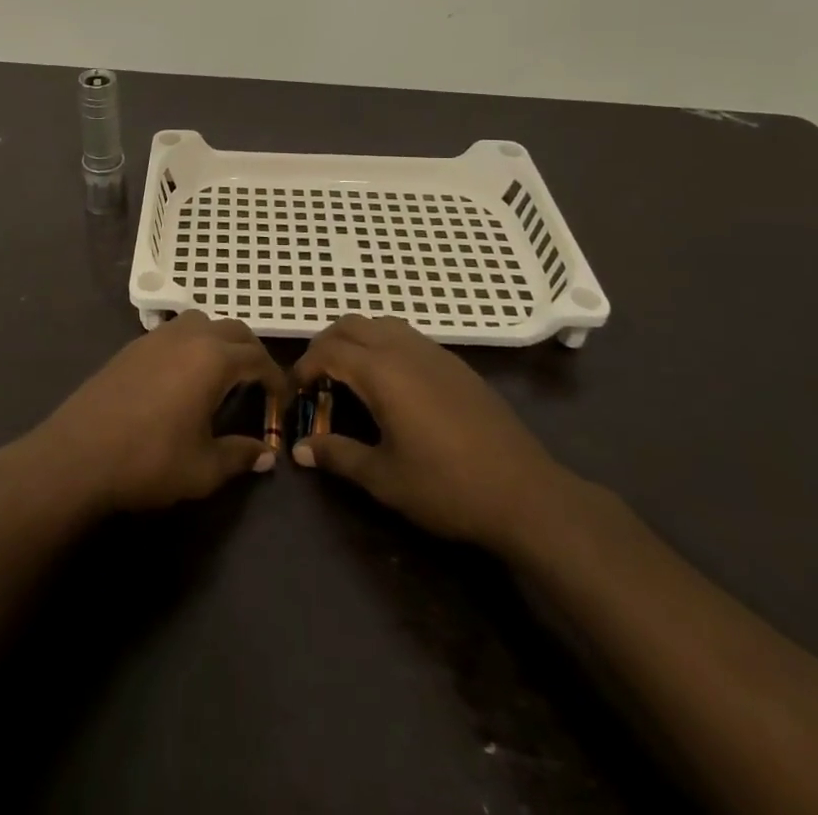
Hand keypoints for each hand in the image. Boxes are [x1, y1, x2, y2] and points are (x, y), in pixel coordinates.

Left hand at [15, 311, 288, 517]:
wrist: (77, 455)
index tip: (283, 401)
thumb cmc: (148, 461)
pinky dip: (193, 343)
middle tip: (259, 384)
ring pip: (202, 322)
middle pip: (234, 330)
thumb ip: (240, 456)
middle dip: (253, 353)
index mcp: (213, 359)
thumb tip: (266, 454)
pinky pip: (175, 332)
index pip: (258, 358)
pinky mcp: (133, 345)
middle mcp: (189, 336)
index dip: (276, 378)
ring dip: (221, 340)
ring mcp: (158, 337)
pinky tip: (184, 376)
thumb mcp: (203, 468)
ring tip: (223, 373)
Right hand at [291, 316, 570, 552]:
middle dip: (324, 345)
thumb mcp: (384, 478)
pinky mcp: (455, 363)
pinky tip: (390, 385)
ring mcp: (434, 352)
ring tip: (348, 378)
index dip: (303, 368)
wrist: (524, 493)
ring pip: (380, 324)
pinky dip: (383, 346)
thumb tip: (299, 450)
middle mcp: (404, 348)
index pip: (327, 351)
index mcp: (381, 371)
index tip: (293, 394)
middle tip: (315, 381)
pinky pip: (406, 337)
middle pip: (350, 325)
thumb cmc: (446, 486)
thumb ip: (338, 456)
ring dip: (355, 340)